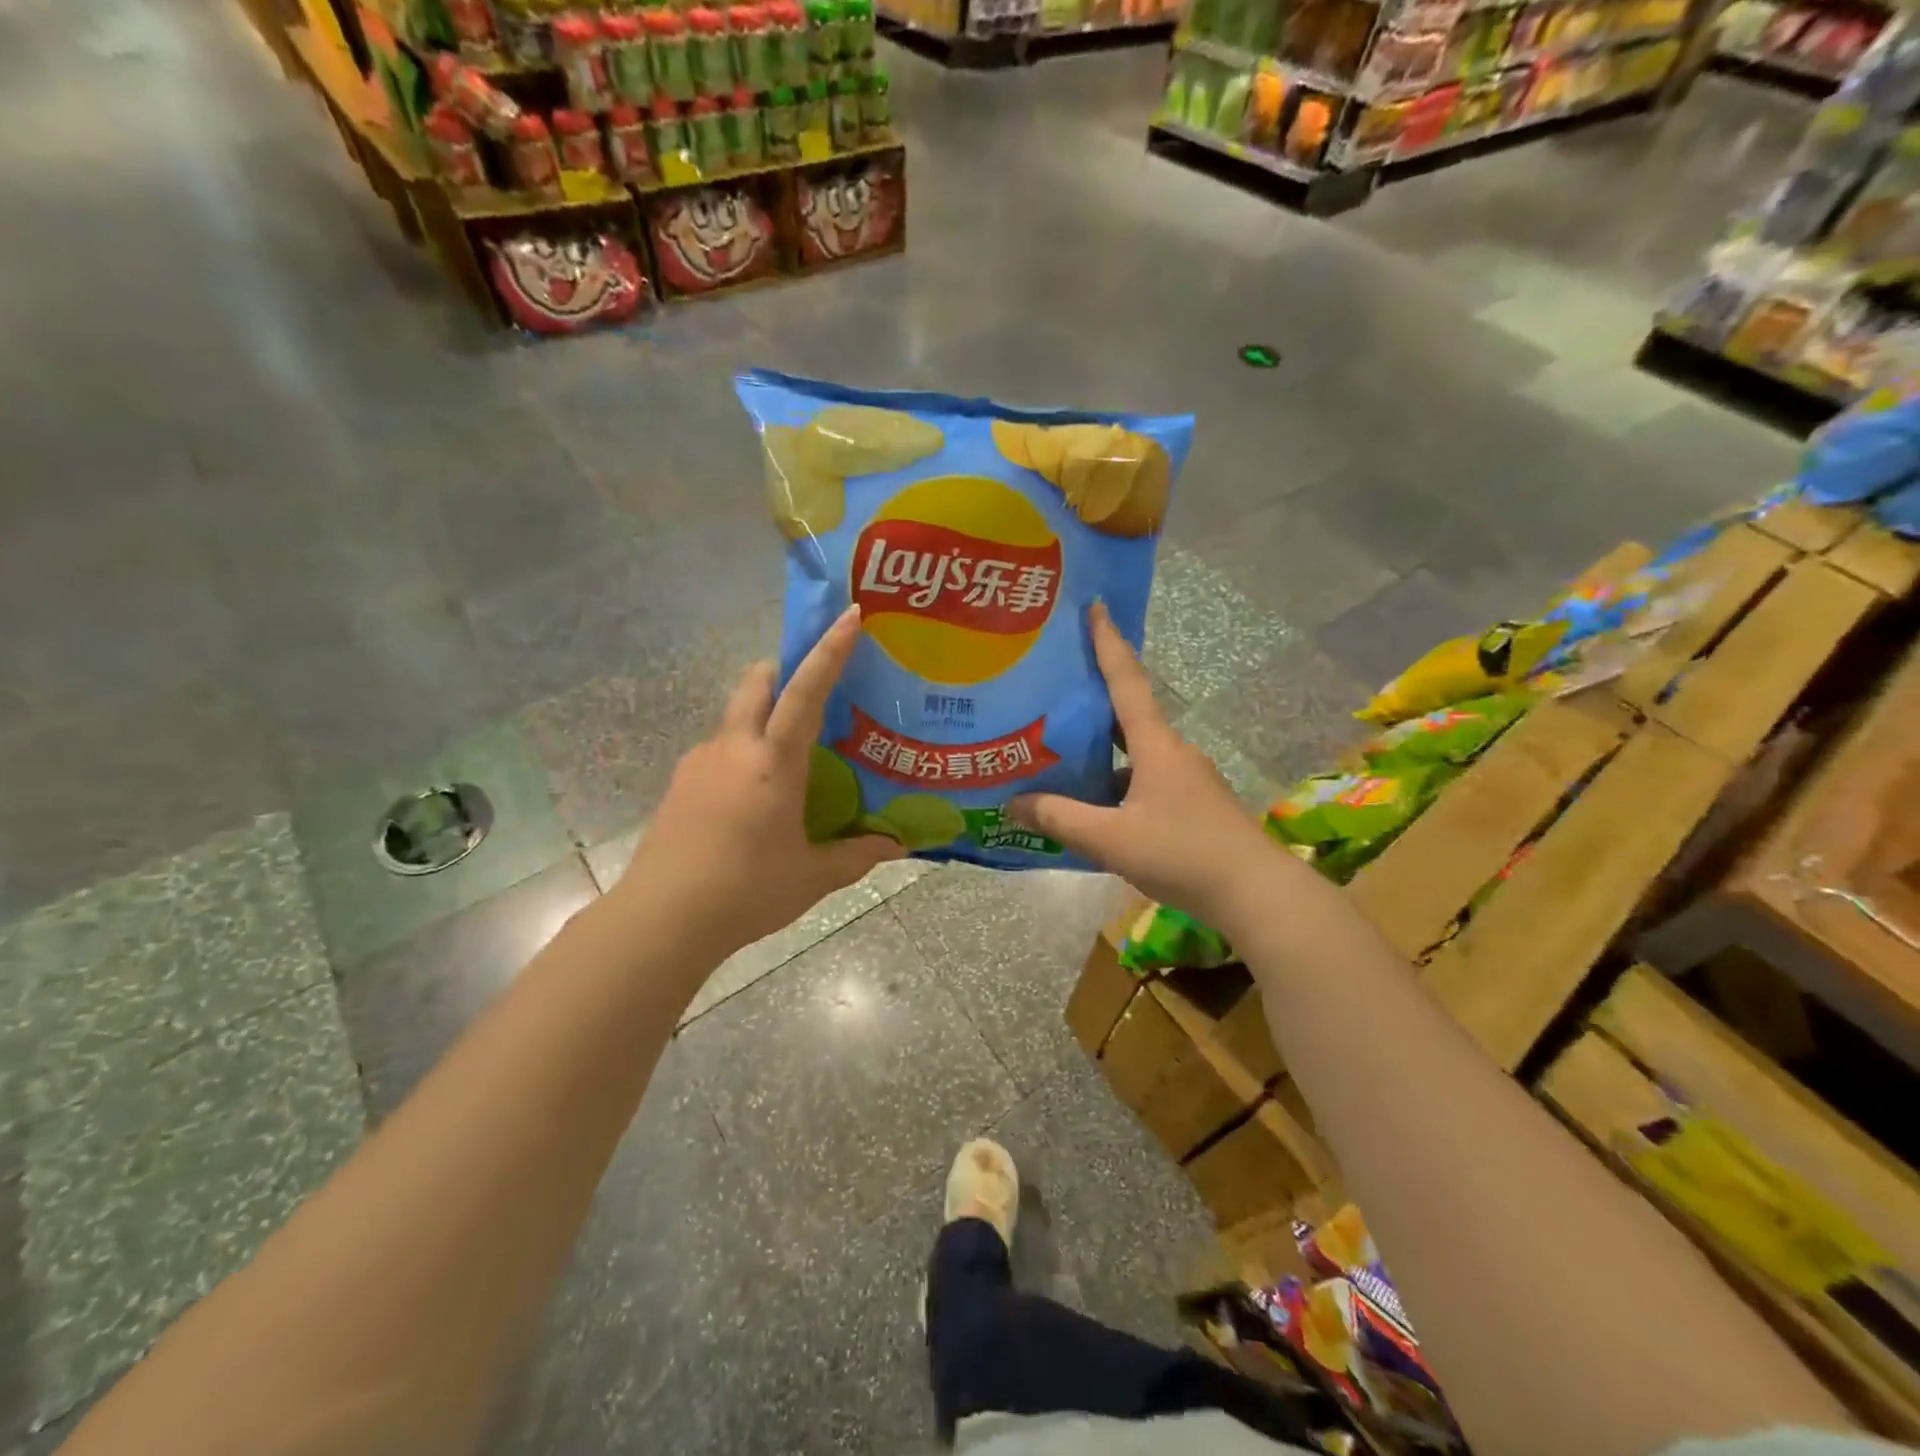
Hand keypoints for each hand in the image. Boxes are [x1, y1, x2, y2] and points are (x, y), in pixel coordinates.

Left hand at [620, 605, 904, 954]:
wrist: (660, 920)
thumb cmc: (745, 892)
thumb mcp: (812, 876)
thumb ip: (857, 855)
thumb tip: (897, 847)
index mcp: (772, 762)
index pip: (805, 691)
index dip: (830, 651)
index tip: (849, 616)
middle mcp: (733, 748)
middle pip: (755, 683)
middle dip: (782, 670)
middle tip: (812, 687)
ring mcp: (698, 763)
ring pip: (734, 718)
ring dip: (761, 717)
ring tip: (787, 760)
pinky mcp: (679, 785)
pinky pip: (718, 750)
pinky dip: (741, 753)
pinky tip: (753, 798)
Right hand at [1008, 603, 1275, 928]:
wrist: (1256, 894)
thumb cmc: (1182, 854)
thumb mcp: (1111, 840)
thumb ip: (1060, 819)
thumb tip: (1013, 803)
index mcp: (1155, 745)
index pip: (1126, 681)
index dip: (1108, 642)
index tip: (1095, 606)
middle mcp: (1173, 751)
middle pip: (1127, 713)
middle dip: (1093, 698)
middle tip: (1053, 685)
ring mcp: (1186, 778)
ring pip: (1134, 752)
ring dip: (1101, 748)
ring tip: (1059, 750)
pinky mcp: (1192, 803)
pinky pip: (1144, 779)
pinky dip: (1116, 781)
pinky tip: (1093, 804)